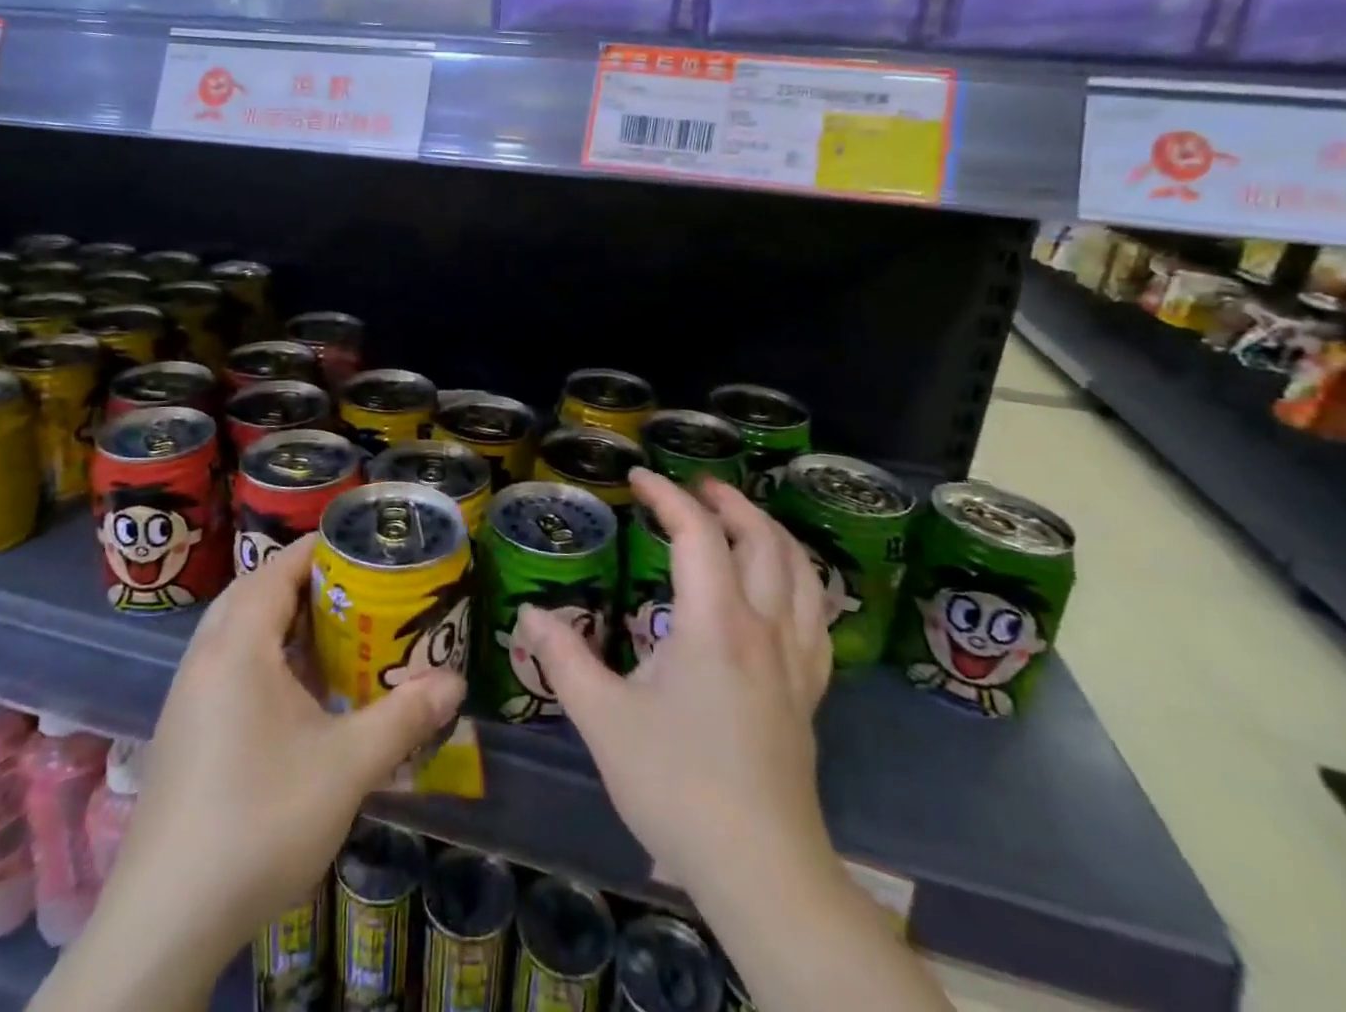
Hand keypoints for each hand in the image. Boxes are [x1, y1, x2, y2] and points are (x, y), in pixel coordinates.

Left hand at [103, 541, 465, 967]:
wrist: (166, 919)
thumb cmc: (259, 820)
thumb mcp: (346, 766)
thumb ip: (404, 718)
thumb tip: (454, 683)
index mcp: (237, 646)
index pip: (277, 569)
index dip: (318, 549)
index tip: (361, 545)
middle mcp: (205, 658)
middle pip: (254, 593)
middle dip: (303, 582)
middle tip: (355, 587)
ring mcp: (188, 697)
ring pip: (237, 632)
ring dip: (282, 621)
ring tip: (333, 631)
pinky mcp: (184, 732)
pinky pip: (228, 666)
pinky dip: (265, 657)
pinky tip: (298, 692)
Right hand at [518, 470, 834, 894]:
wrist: (759, 869)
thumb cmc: (676, 786)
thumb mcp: (603, 719)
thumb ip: (563, 659)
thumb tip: (529, 613)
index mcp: (715, 623)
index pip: (697, 534)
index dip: (667, 495)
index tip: (638, 477)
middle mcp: (764, 627)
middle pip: (762, 539)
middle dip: (728, 501)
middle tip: (695, 486)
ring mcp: (795, 660)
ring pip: (800, 572)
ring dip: (770, 532)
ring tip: (741, 519)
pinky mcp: (810, 692)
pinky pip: (816, 615)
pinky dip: (800, 580)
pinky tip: (783, 587)